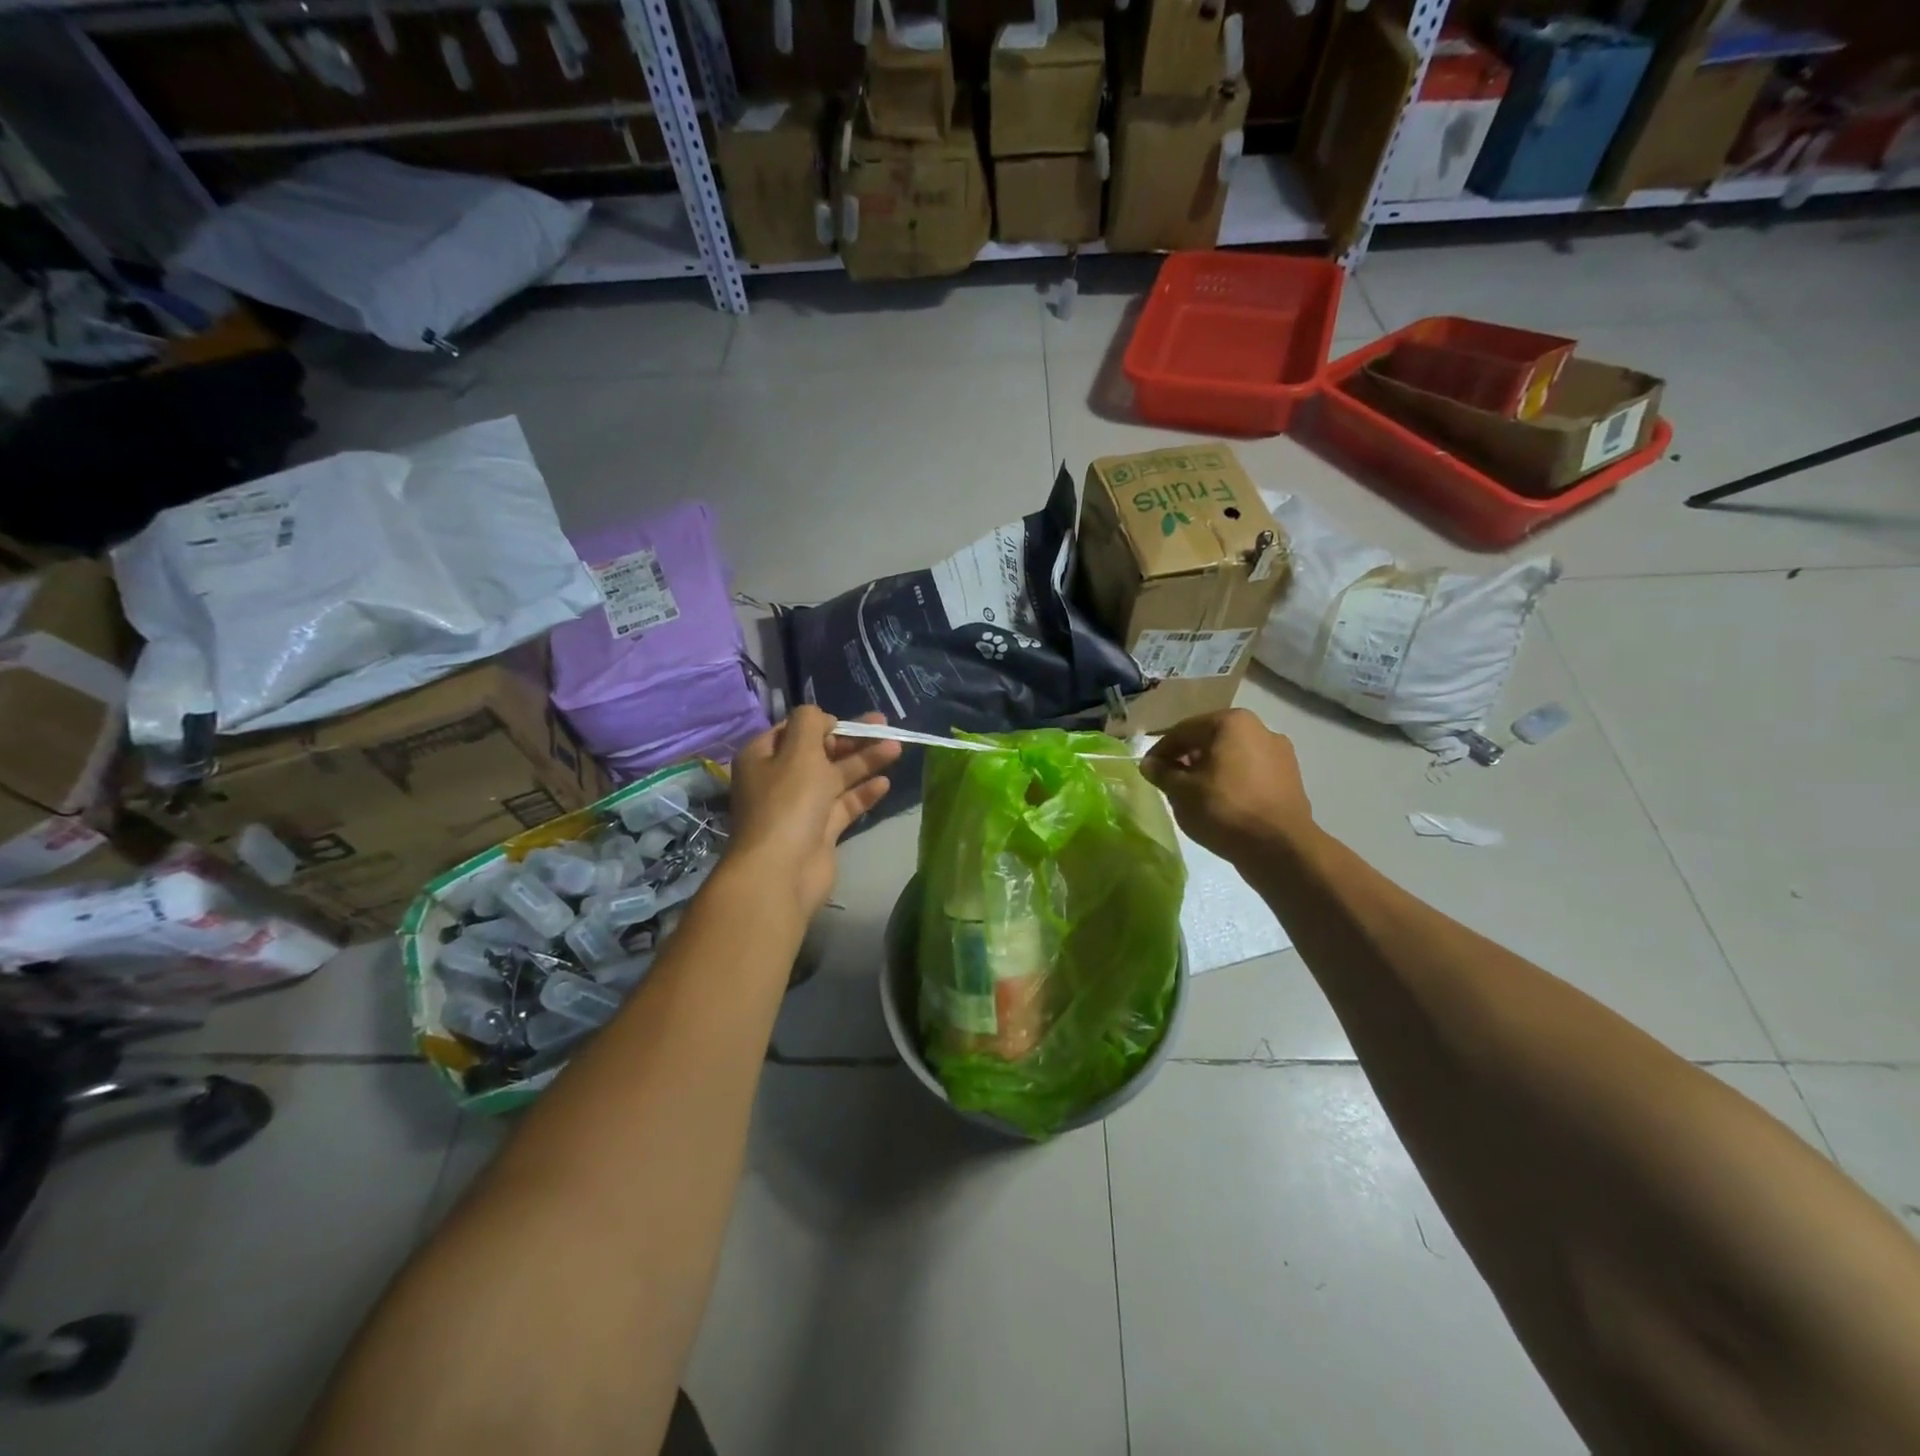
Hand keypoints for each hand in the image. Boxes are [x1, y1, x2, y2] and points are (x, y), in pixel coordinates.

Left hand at [726, 707, 900, 918]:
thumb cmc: (788, 802)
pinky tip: (885, 782)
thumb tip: (823, 719)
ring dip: (865, 761)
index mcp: (763, 757)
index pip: (793, 730)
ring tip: (897, 748)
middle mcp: (778, 779)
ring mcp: (800, 807)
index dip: (822, 722)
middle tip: (884, 726)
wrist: (782, 871)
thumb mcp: (798, 750)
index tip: (848, 721)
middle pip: (820, 752)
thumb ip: (811, 723)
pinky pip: (844, 805)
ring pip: (836, 777)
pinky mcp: (820, 831)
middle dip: (852, 739)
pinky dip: (863, 793)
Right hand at [1140, 709, 1314, 861]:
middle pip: (1210, 740)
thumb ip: (1162, 773)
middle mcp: (1260, 728)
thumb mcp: (1181, 791)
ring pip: (1232, 756)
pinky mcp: (1290, 778)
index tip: (1148, 771)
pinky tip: (1222, 804)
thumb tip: (1150, 764)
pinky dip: (1232, 782)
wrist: (1280, 847)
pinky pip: (1250, 773)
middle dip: (1187, 759)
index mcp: (1231, 722)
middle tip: (1170, 782)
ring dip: (1210, 770)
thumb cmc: (1224, 810)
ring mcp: (1280, 753)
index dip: (1160, 751)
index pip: (1183, 731)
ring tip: (1195, 795)